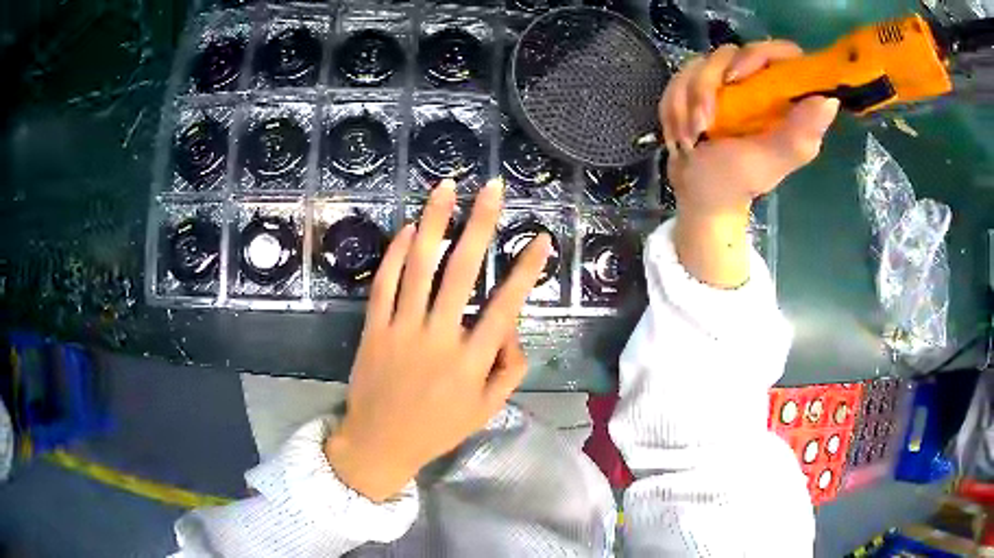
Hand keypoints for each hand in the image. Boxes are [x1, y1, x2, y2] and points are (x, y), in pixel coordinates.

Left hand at [325, 178, 551, 502]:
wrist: (380, 443)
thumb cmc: (437, 429)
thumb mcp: (486, 410)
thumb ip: (509, 369)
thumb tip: (512, 328)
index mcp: (471, 362)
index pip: (506, 306)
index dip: (525, 270)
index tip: (540, 238)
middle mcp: (439, 338)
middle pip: (461, 272)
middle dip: (479, 224)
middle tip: (491, 188)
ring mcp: (402, 330)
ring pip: (419, 267)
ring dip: (434, 223)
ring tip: (445, 189)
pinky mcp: (374, 329)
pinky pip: (383, 284)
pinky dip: (394, 253)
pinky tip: (407, 229)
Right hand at [659, 41, 839, 286]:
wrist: (698, 196)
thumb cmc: (736, 182)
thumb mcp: (769, 161)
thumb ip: (798, 134)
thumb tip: (831, 100)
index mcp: (782, 100)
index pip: (782, 55)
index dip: (759, 56)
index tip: (737, 78)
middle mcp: (757, 85)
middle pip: (729, 53)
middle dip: (707, 86)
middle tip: (703, 122)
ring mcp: (726, 84)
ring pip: (698, 64)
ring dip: (686, 101)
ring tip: (689, 137)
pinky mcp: (700, 87)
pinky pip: (679, 78)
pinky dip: (673, 106)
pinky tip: (680, 133)